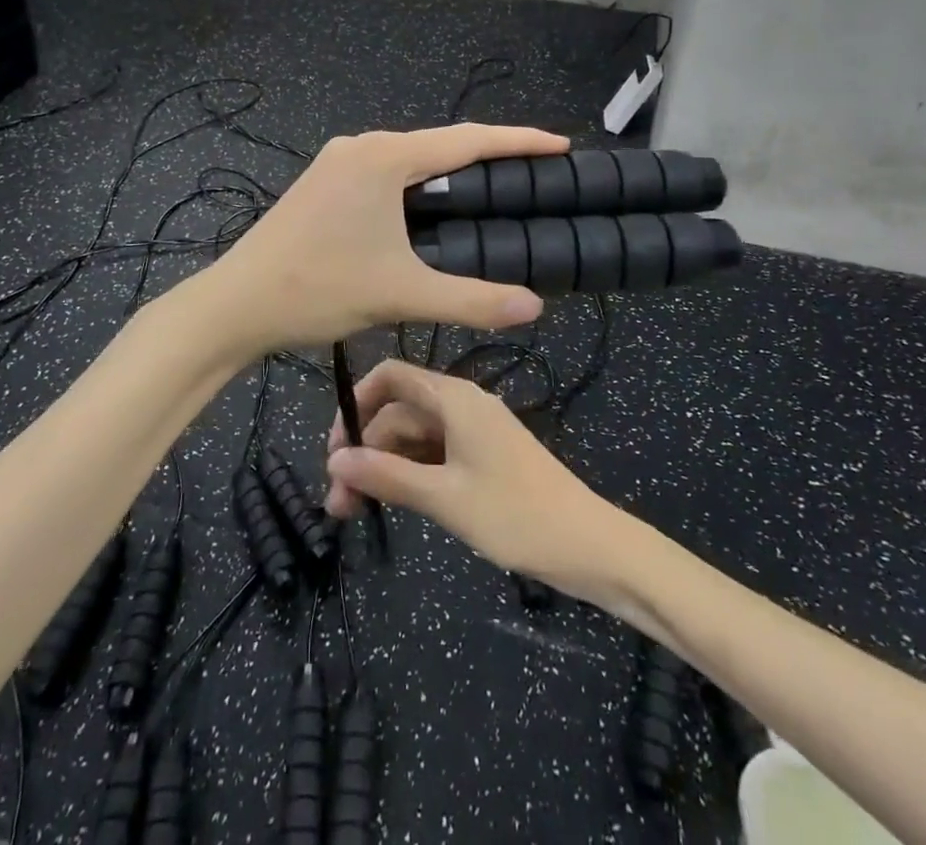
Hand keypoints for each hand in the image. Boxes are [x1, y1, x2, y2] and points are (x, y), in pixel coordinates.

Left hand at [203, 125, 567, 350]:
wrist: (236, 303)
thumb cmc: (319, 289)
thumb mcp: (402, 295)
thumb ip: (473, 299)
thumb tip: (534, 306)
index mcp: (384, 157)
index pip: (467, 141)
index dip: (518, 141)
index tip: (560, 145)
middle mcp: (361, 145)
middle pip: (439, 145)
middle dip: (487, 158)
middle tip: (532, 178)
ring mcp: (337, 160)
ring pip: (409, 159)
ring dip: (448, 173)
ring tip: (491, 194)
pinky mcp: (322, 181)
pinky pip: (384, 172)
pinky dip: (416, 185)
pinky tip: (430, 210)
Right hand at [323, 360, 623, 599]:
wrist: (591, 547)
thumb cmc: (516, 514)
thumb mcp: (444, 498)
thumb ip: (387, 475)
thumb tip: (334, 460)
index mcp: (454, 398)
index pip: (390, 377)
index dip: (356, 404)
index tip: (334, 447)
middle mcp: (461, 405)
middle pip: (398, 413)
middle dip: (365, 449)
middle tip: (339, 502)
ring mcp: (473, 433)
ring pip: (414, 438)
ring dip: (384, 467)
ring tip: (355, 512)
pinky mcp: (482, 459)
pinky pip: (434, 455)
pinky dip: (409, 475)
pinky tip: (391, 504)